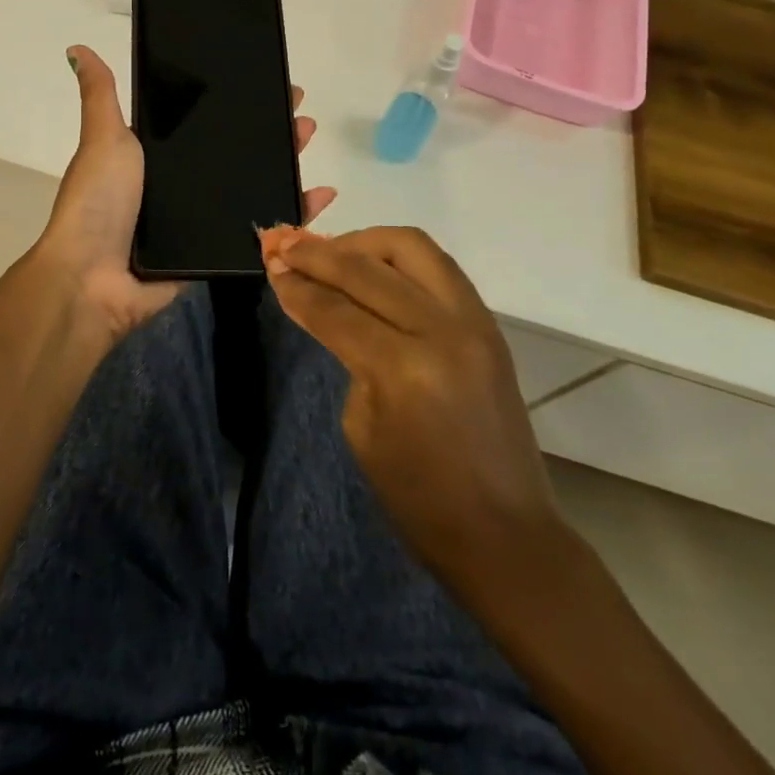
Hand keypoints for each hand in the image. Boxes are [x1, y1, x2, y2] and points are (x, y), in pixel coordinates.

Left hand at [32, 45, 335, 345]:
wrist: (93, 279)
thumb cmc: (99, 203)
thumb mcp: (103, 139)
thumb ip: (101, 96)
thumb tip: (78, 47)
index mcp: (159, 158)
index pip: (208, 123)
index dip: (238, 105)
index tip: (268, 86)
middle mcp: (182, 186)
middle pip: (237, 154)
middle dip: (270, 132)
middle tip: (299, 113)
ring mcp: (202, 220)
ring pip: (254, 187)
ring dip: (285, 165)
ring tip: (308, 140)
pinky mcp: (219, 252)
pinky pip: (262, 230)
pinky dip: (293, 215)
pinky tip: (320, 196)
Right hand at [260, 226, 561, 594]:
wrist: (505, 533)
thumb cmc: (419, 498)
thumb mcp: (362, 428)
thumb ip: (347, 354)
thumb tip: (328, 305)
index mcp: (403, 368)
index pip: (336, 309)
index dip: (297, 285)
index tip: (269, 262)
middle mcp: (442, 330)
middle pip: (367, 268)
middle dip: (318, 253)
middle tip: (286, 244)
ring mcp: (473, 321)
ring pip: (411, 247)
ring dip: (364, 242)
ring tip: (333, 251)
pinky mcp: (488, 323)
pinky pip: (438, 266)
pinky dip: (399, 258)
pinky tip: (373, 266)